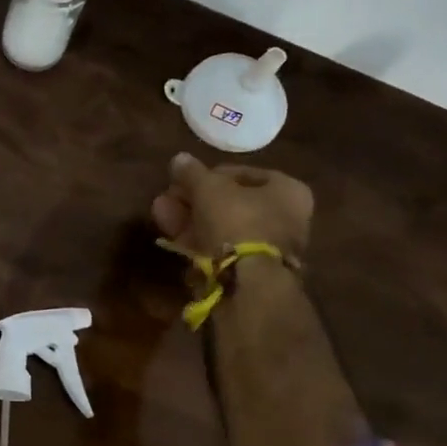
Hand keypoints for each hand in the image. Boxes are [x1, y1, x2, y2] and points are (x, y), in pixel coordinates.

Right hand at [150, 154, 363, 445]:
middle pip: (230, 205)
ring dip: (189, 221)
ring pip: (221, 230)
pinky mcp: (248, 279)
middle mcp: (285, 221)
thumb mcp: (210, 189)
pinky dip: (195, 245)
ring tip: (158, 214)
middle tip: (165, 198)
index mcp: (288, 192)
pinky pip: (218, 254)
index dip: (210, 175)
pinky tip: (171, 240)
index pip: (244, 174)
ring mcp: (267, 252)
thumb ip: (193, 174)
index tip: (184, 179)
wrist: (249, 286)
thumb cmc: (239, 224)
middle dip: (193, 201)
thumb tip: (178, 159)